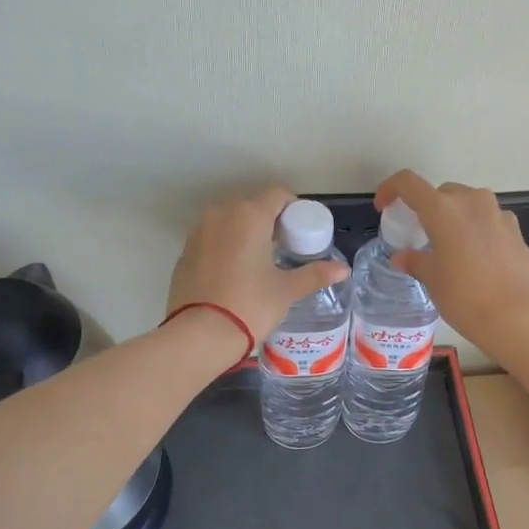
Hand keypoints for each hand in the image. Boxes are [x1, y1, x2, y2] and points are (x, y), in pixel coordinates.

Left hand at [167, 186, 347, 347]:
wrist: (199, 335)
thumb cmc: (250, 306)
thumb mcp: (287, 291)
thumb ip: (315, 274)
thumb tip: (343, 269)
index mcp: (250, 216)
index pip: (277, 194)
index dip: (293, 208)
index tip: (300, 231)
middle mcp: (221, 214)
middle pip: (252, 205)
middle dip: (270, 220)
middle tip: (283, 248)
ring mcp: (199, 231)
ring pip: (229, 220)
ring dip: (246, 232)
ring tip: (259, 261)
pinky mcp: (185, 251)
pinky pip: (212, 237)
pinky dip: (226, 245)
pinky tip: (234, 272)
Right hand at [374, 171, 528, 351]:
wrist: (518, 317)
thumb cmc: (465, 297)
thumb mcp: (433, 280)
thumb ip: (415, 261)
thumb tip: (402, 257)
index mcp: (443, 209)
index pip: (409, 183)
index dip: (391, 189)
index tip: (384, 206)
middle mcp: (472, 201)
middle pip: (442, 193)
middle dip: (427, 207)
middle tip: (421, 233)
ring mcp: (498, 213)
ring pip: (468, 204)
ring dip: (454, 217)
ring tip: (449, 246)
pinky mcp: (516, 230)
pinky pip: (489, 220)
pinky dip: (476, 230)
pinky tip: (476, 258)